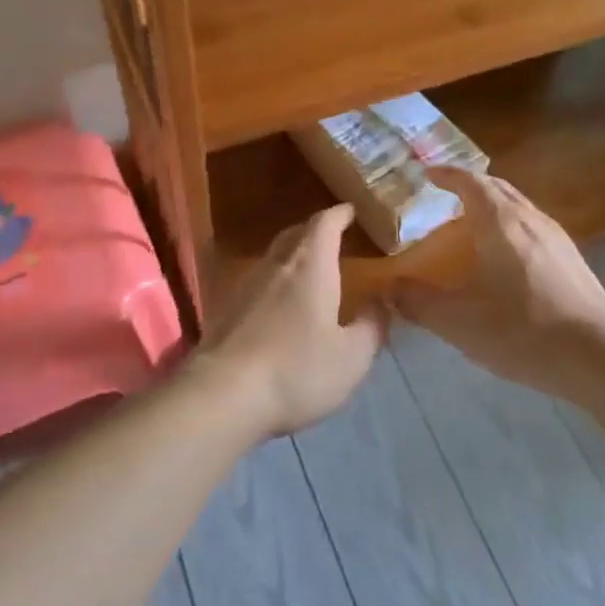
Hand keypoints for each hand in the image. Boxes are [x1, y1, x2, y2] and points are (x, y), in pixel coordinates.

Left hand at [197, 204, 385, 436]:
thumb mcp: (351, 357)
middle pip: (295, 234)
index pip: (325, 224)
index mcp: (310, 266)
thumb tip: (382, 302)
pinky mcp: (225, 310)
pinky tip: (280, 306)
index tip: (351, 210)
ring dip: (293, 257)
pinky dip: (274, 284)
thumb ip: (372, 326)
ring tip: (310, 271)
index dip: (339, 214)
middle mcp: (276, 266)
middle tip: (332, 237)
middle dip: (315, 231)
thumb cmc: (297, 370)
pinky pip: (257, 283)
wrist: (222, 395)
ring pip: (273, 258)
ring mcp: (245, 286)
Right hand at [393, 168, 604, 392]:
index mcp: (501, 223)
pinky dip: (512, 228)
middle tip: (448, 196)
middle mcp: (531, 220)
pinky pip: (534, 229)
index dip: (447, 175)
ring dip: (494, 207)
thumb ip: (418, 302)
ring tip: (473, 226)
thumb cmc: (521, 330)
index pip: (471, 182)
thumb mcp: (457, 321)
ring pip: (520, 208)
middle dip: (472, 186)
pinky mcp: (573, 261)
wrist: (596, 356)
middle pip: (499, 189)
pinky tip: (507, 260)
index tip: (428, 175)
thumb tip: (389, 288)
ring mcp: (558, 239)